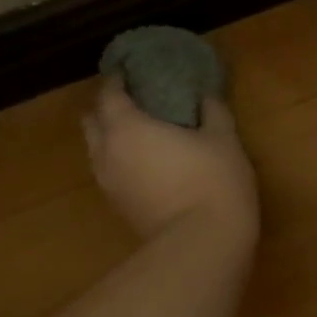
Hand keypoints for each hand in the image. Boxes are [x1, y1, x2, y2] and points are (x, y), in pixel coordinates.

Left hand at [83, 78, 257, 241]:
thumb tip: (207, 97)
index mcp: (127, 127)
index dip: (117, 80)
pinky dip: (120, 163)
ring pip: (97, 151)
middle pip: (92, 122)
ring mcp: (109, 185)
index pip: (109, 94)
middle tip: (133, 103)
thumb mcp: (223, 140)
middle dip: (107, 109)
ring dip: (110, 139)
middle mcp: (107, 153)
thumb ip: (213, 113)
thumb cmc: (213, 182)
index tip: (130, 72)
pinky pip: (109, 175)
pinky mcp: (118, 209)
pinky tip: (145, 166)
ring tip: (138, 135)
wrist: (202, 244)